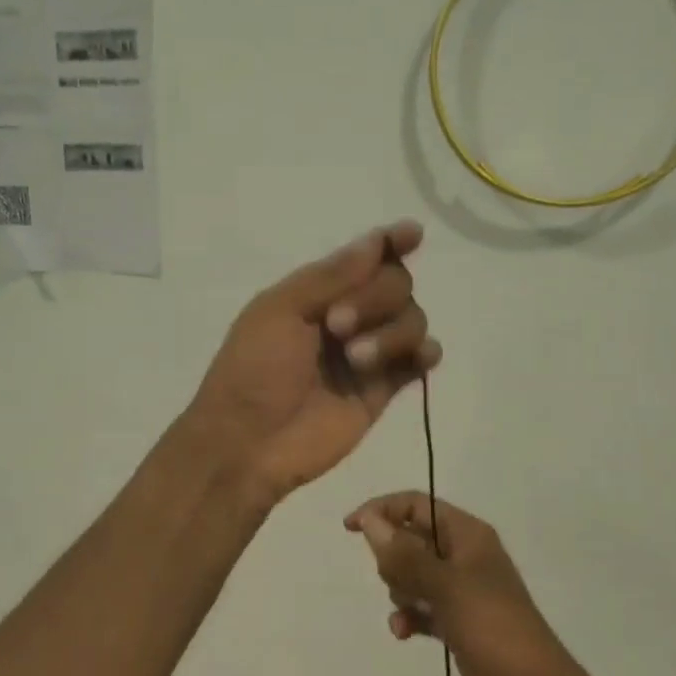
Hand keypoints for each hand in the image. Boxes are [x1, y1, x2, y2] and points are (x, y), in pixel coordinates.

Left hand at [189, 221, 441, 505]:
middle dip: (375, 298)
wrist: (250, 441)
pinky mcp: (383, 389)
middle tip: (336, 326)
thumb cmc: (253, 369)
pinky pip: (420, 361)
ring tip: (356, 360)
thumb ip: (332, 276)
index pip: (365, 259)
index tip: (412, 235)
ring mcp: (368, 353)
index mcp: (318, 292)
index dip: (390, 244)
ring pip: (412, 320)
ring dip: (391, 332)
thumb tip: (377, 240)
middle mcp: (349, 316)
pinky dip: (425, 353)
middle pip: (396, 284)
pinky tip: (418, 357)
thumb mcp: (280, 310)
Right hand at [344, 493, 560, 675]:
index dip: (382, 510)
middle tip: (402, 584)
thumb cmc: (492, 625)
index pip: (415, 505)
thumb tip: (368, 520)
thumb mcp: (445, 585)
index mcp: (467, 534)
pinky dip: (409, 616)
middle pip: (409, 540)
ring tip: (409, 611)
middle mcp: (462, 554)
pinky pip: (419, 606)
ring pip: (411, 575)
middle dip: (394, 561)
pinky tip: (403, 633)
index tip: (351, 528)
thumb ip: (404, 554)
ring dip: (400, 592)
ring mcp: (459, 589)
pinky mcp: (456, 620)